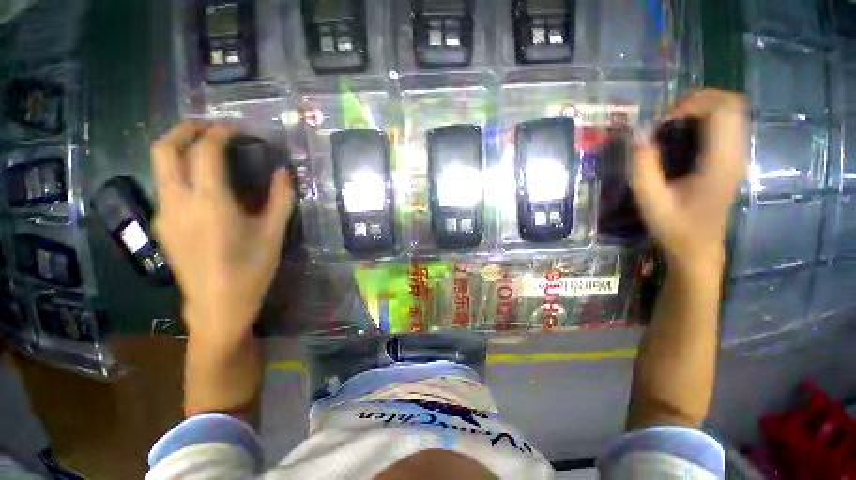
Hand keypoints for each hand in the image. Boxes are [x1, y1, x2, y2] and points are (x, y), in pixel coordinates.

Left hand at [151, 122, 292, 341]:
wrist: (217, 305)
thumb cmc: (251, 270)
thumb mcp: (274, 234)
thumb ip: (280, 199)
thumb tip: (282, 173)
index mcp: (210, 203)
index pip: (206, 151)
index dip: (221, 133)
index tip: (238, 129)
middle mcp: (178, 201)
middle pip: (165, 149)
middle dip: (186, 129)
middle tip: (211, 128)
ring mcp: (164, 213)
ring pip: (160, 166)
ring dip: (180, 149)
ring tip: (207, 151)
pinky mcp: (160, 225)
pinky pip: (165, 186)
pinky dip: (180, 172)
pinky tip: (202, 185)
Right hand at [629, 90, 746, 271]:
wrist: (698, 249)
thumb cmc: (674, 227)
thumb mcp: (650, 200)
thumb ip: (642, 165)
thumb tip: (637, 130)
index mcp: (721, 162)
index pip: (722, 108)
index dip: (690, 105)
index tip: (662, 124)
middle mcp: (736, 152)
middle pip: (731, 102)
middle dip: (697, 101)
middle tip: (667, 121)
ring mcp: (736, 155)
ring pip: (731, 111)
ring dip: (701, 109)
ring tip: (672, 126)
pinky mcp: (731, 159)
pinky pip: (726, 124)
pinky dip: (705, 120)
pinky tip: (683, 137)